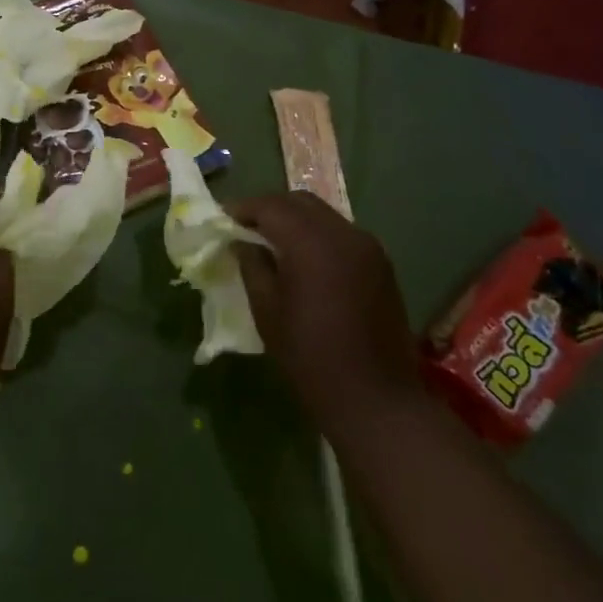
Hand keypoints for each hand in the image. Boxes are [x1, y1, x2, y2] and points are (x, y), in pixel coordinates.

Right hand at [229, 193, 422, 429]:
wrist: (376, 399)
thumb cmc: (310, 357)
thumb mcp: (267, 311)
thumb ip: (252, 266)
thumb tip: (241, 243)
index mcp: (312, 244)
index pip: (271, 206)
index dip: (243, 208)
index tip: (221, 219)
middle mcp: (344, 234)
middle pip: (299, 201)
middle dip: (269, 208)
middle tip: (244, 227)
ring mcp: (368, 247)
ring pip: (322, 214)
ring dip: (294, 219)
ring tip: (270, 241)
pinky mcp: (380, 264)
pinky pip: (340, 233)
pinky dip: (316, 234)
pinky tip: (302, 258)